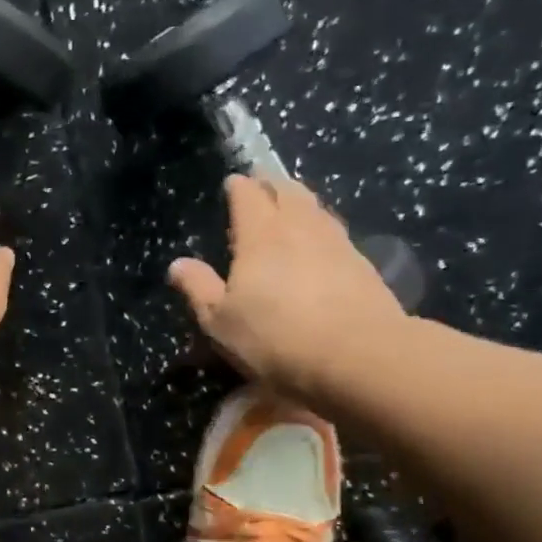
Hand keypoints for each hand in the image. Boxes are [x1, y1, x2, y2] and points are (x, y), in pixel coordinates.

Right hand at [168, 174, 408, 398]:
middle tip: (262, 185)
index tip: (232, 183)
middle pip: (287, 192)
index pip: (248, 195)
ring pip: (315, 208)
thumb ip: (198, 288)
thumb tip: (178, 264)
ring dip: (300, 202)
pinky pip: (335, 233)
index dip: (238, 187)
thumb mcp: (220, 322)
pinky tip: (320, 242)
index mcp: (260, 235)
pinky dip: (321, 228)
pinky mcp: (363, 265)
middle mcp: (300, 228)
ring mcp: (337, 243)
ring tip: (291, 206)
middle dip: (272, 185)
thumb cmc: (276, 338)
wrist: (358, 357)